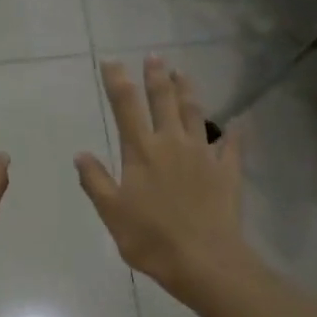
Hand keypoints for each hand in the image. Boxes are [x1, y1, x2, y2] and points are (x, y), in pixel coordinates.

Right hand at [75, 56, 247, 304]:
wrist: (202, 260)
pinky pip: (231, 144)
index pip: (126, 107)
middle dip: (156, 76)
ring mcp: (203, 154)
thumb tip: (81, 154)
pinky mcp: (227, 170)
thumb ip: (95, 181)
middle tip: (154, 57)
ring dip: (188, 91)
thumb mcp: (111, 213)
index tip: (112, 62)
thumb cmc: (150, 238)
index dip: (118, 81)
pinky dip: (233, 131)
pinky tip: (236, 122)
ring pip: (195, 113)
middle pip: (163, 101)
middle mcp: (172, 143)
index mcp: (141, 152)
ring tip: (183, 73)